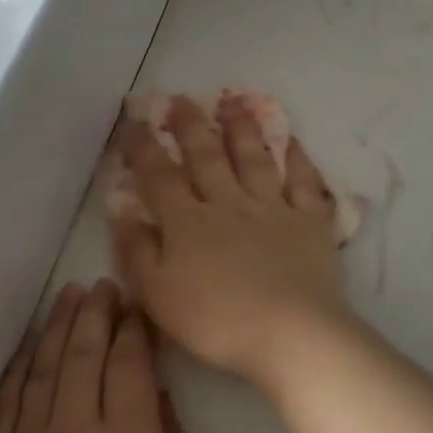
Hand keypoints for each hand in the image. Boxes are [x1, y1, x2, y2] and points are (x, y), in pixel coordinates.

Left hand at [0, 281, 206, 432]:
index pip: (130, 364)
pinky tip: (25, 353)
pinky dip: (17, 373)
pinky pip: (5, 408)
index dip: (134, 329)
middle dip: (95, 314)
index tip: (136, 305)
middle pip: (83, 355)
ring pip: (41, 371)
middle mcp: (74, 432)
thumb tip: (161, 403)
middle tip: (102, 286)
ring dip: (56, 330)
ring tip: (67, 298)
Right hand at [111, 94, 353, 391]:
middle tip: (182, 100)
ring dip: (243, 130)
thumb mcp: (158, 295)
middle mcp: (230, 204)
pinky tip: (295, 143)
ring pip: (255, 160)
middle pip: (207, 157)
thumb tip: (122, 213)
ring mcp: (274, 209)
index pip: (160, 177)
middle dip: (191, 126)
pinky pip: (306, 184)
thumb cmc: (217, 321)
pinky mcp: (310, 223)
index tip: (134, 121)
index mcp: (189, 223)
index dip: (144, 147)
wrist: (290, 333)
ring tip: (235, 103)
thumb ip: (137, 252)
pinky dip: (301, 161)